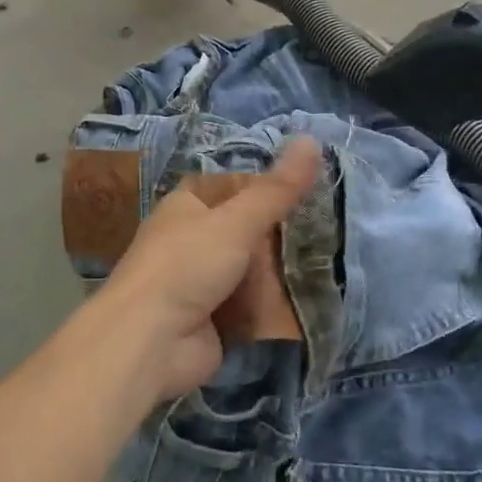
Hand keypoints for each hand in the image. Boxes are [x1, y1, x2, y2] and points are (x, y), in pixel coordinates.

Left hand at [98, 137, 321, 400]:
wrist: (150, 342)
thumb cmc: (187, 265)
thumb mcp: (237, 220)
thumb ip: (277, 188)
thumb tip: (311, 139)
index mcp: (187, 206)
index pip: (230, 186)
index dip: (264, 185)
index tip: (307, 185)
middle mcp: (191, 240)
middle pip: (244, 230)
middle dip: (279, 232)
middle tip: (330, 226)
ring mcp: (201, 283)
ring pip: (250, 269)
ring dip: (280, 271)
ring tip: (331, 260)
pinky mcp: (213, 321)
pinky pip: (251, 306)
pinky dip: (273, 305)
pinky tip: (312, 299)